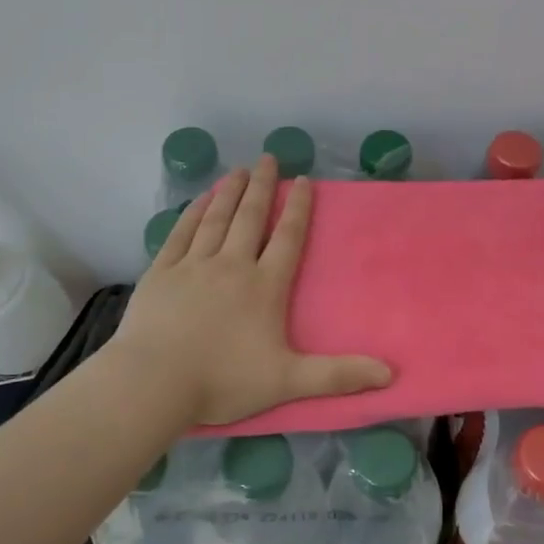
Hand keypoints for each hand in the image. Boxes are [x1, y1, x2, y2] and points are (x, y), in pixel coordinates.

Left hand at [111, 154, 392, 426]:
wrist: (154, 384)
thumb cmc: (223, 381)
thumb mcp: (288, 381)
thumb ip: (338, 375)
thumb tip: (390, 372)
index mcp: (264, 286)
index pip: (288, 238)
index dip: (299, 208)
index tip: (304, 180)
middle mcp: (232, 266)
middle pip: (251, 218)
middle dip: (262, 186)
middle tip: (268, 159)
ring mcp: (193, 266)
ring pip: (216, 219)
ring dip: (229, 192)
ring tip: (238, 170)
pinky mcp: (161, 273)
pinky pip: (180, 234)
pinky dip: (192, 213)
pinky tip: (199, 200)